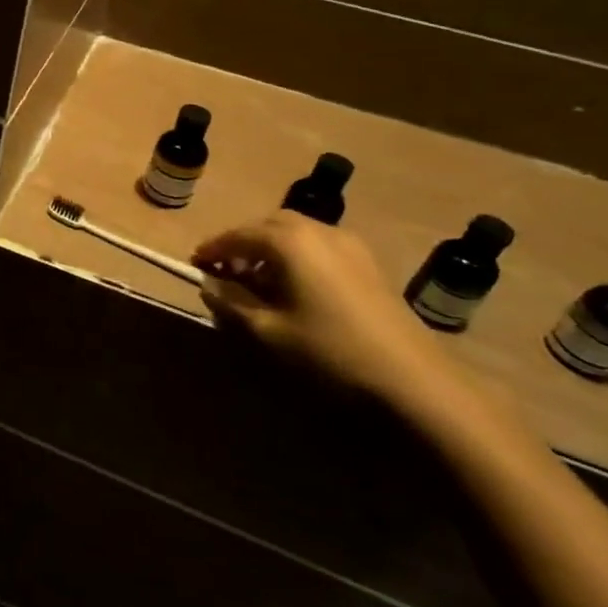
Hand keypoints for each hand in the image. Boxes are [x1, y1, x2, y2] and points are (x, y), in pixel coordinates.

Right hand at [193, 211, 448, 402]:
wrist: (413, 380)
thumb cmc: (329, 351)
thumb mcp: (268, 331)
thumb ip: (231, 303)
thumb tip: (209, 285)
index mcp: (288, 240)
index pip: (237, 235)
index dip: (212, 249)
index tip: (194, 264)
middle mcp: (318, 230)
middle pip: (268, 226)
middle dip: (242, 244)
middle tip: (225, 271)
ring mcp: (349, 244)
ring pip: (296, 234)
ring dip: (270, 250)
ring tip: (257, 281)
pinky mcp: (368, 264)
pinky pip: (319, 247)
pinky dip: (297, 257)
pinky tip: (294, 288)